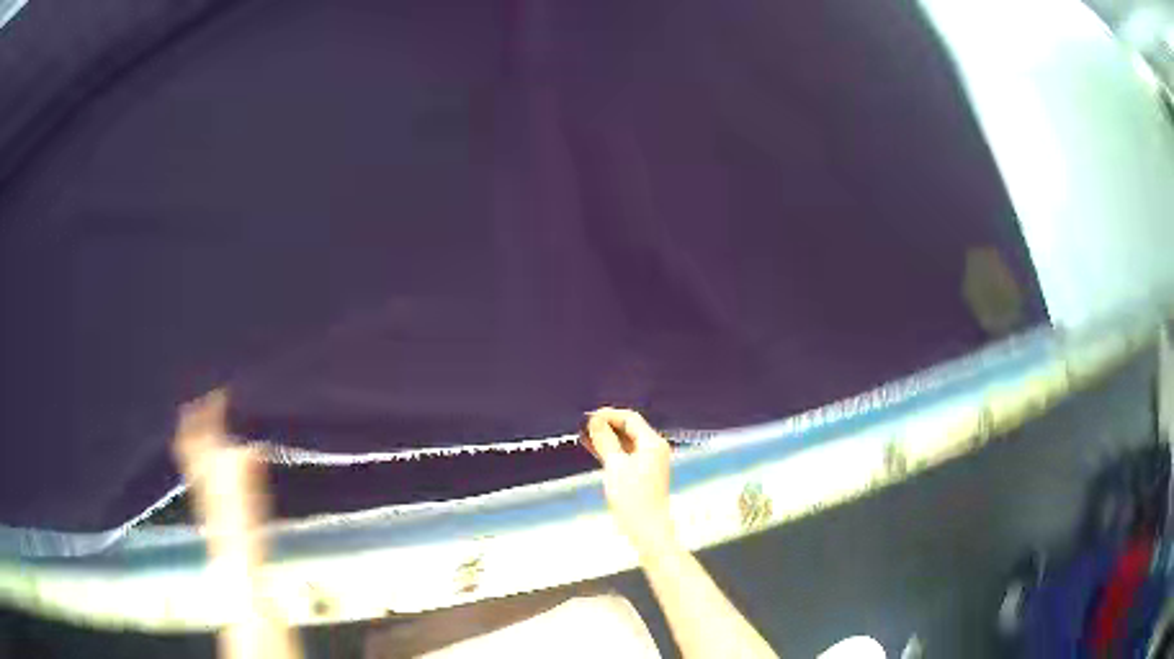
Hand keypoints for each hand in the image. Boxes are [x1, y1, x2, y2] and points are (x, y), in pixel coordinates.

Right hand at [582, 408, 676, 556]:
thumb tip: (595, 421)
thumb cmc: (633, 498)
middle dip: (607, 425)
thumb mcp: (615, 466)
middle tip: (583, 425)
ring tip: (583, 435)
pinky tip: (593, 448)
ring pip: (626, 442)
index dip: (608, 414)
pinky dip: (611, 451)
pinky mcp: (642, 474)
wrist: (647, 529)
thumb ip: (606, 441)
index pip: (630, 419)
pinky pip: (625, 455)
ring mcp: (649, 462)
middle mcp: (654, 449)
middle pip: (630, 428)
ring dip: (607, 438)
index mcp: (652, 443)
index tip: (586, 417)